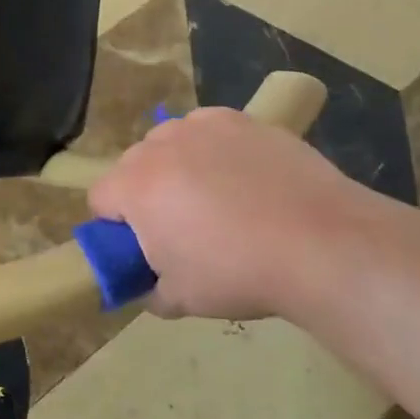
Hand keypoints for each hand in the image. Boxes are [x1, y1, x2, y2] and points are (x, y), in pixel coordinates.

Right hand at [89, 107, 368, 321]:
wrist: (319, 242)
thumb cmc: (238, 273)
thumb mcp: (180, 299)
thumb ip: (150, 289)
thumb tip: (148, 284)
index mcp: (136, 187)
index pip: (100, 199)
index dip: (116, 226)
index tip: (142, 247)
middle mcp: (161, 145)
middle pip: (134, 165)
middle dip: (146, 192)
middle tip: (181, 226)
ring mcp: (203, 126)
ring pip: (171, 142)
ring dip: (178, 165)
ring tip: (217, 198)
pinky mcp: (242, 119)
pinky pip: (210, 130)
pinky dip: (215, 148)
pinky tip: (245, 176)